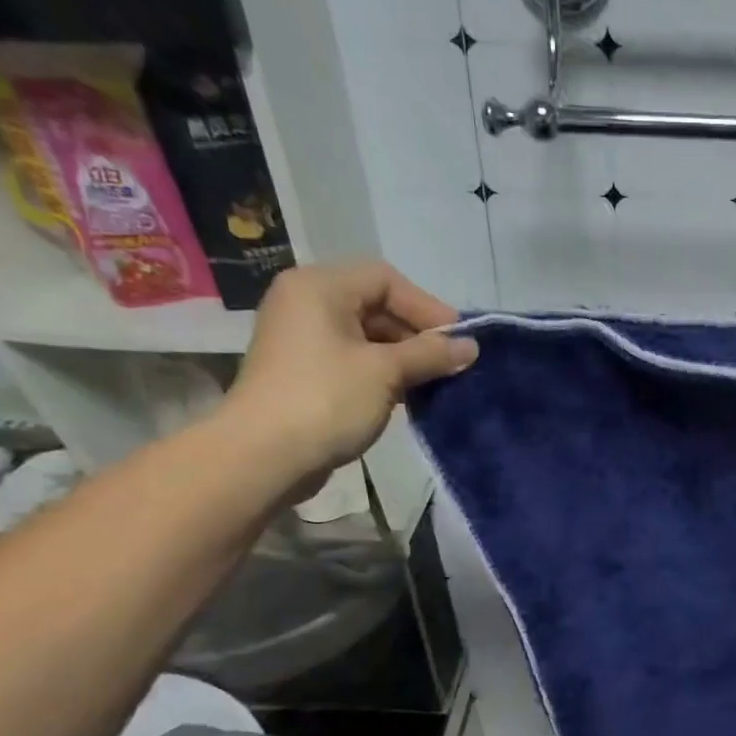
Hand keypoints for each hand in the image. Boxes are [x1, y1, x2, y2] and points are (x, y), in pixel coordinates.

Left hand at [219, 261, 476, 483]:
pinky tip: (409, 397)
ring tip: (436, 383)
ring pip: (367, 336)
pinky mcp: (305, 373)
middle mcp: (307, 304)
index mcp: (320, 288)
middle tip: (452, 364)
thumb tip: (471, 347)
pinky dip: (384, 373)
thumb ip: (430, 354)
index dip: (427, 306)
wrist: (264, 456)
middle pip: (376, 305)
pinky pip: (354, 360)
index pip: (386, 280)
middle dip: (417, 334)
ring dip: (405, 357)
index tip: (458, 340)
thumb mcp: (385, 372)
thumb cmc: (326, 400)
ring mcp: (303, 340)